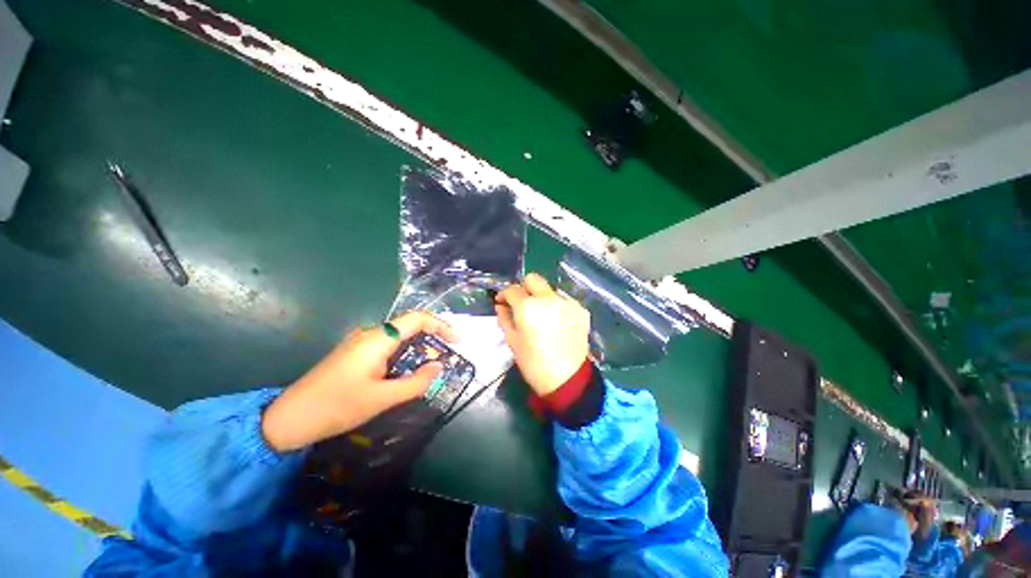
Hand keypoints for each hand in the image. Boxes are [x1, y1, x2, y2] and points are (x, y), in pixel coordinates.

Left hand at [261, 311, 457, 451]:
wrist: (289, 419)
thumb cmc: (336, 406)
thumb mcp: (382, 398)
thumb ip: (415, 382)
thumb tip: (439, 366)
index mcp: (378, 339)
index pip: (417, 319)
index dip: (441, 325)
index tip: (457, 340)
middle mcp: (371, 333)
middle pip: (409, 325)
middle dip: (433, 336)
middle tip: (449, 353)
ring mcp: (360, 342)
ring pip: (399, 336)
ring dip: (419, 346)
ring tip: (432, 364)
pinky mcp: (355, 353)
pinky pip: (388, 346)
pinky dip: (405, 353)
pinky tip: (407, 370)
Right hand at [495, 273, 590, 395]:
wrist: (568, 379)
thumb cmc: (534, 363)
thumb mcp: (513, 341)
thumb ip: (504, 318)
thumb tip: (501, 306)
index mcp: (528, 307)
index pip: (512, 289)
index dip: (504, 294)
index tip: (502, 302)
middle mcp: (548, 298)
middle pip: (533, 279)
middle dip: (523, 288)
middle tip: (521, 304)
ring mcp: (567, 303)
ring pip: (549, 290)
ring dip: (541, 298)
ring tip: (540, 316)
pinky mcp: (580, 310)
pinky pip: (563, 300)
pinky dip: (556, 306)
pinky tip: (555, 322)